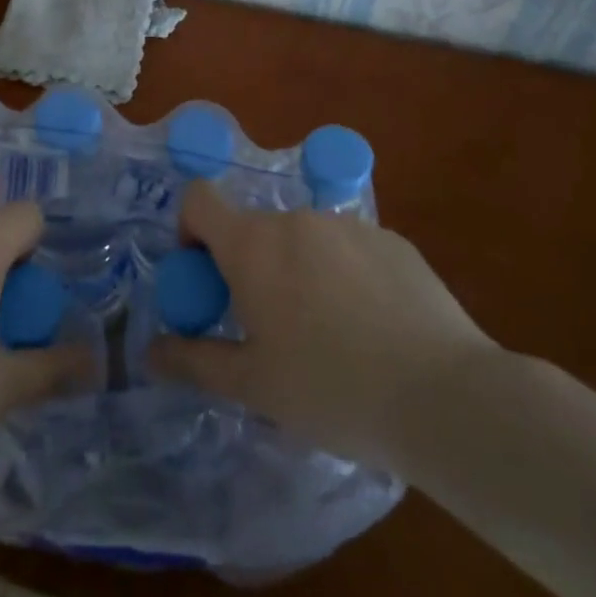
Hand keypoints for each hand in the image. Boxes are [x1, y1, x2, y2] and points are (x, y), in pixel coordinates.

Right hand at [149, 182, 500, 471]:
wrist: (444, 396)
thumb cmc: (332, 389)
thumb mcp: (253, 385)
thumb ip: (194, 361)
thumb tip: (151, 352)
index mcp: (253, 244)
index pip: (199, 200)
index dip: (190, 230)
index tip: (206, 279)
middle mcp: (297, 219)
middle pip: (254, 228)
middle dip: (248, 267)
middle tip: (268, 328)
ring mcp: (350, 225)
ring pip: (302, 240)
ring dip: (296, 271)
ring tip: (327, 335)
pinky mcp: (393, 240)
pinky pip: (348, 248)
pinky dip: (343, 275)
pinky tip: (372, 328)